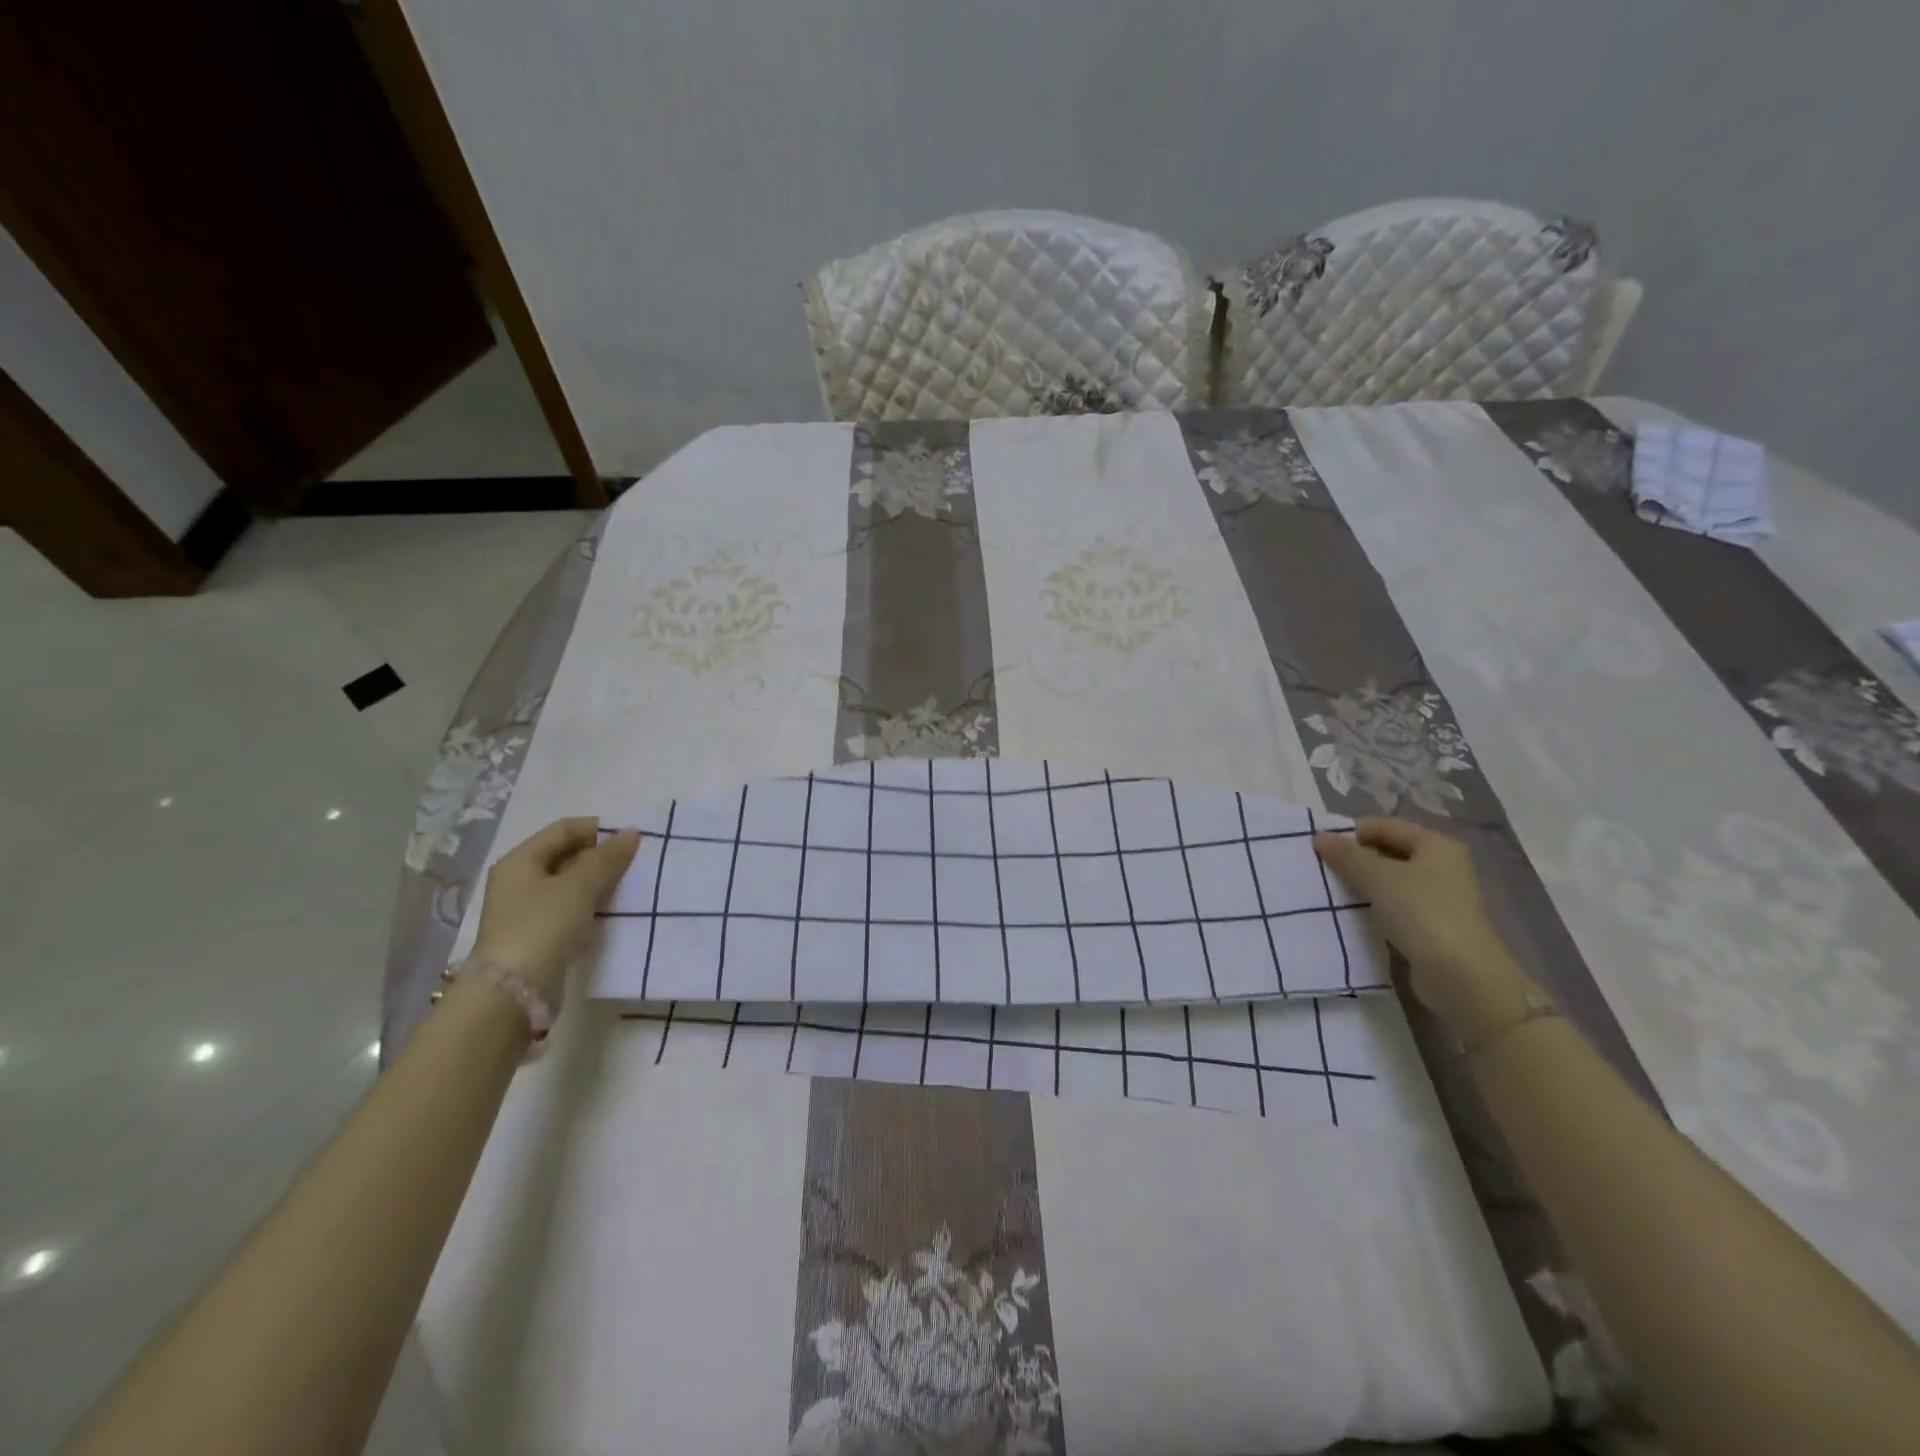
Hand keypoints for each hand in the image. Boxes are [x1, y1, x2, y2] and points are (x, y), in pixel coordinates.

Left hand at [471, 818, 640, 1002]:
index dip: (597, 828)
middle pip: (565, 855)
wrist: (514, 993)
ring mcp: (527, 910)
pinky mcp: (538, 935)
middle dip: (600, 855)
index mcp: (520, 861)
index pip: (563, 830)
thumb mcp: (579, 887)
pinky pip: (570, 908)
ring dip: (598, 881)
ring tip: (629, 884)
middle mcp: (519, 881)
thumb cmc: (543, 926)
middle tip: (635, 861)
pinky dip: (591, 904)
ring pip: (570, 884)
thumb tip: (630, 833)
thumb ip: (607, 858)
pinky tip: (612, 910)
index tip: (631, 837)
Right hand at [1313, 817, 1534, 1040]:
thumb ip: (1347, 856)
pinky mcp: (1431, 924)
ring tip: (1332, 891)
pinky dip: (1373, 905)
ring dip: (1361, 883)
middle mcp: (1441, 865)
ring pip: (1389, 879)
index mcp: (1436, 845)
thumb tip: (1319, 836)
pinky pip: (1394, 904)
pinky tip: (1352, 913)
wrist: (1461, 977)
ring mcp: (1438, 897)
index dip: (1351, 833)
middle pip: (1388, 851)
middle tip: (1322, 870)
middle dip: (1355, 859)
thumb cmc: (1422, 914)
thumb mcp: (1378, 878)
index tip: (1320, 848)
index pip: (1384, 826)